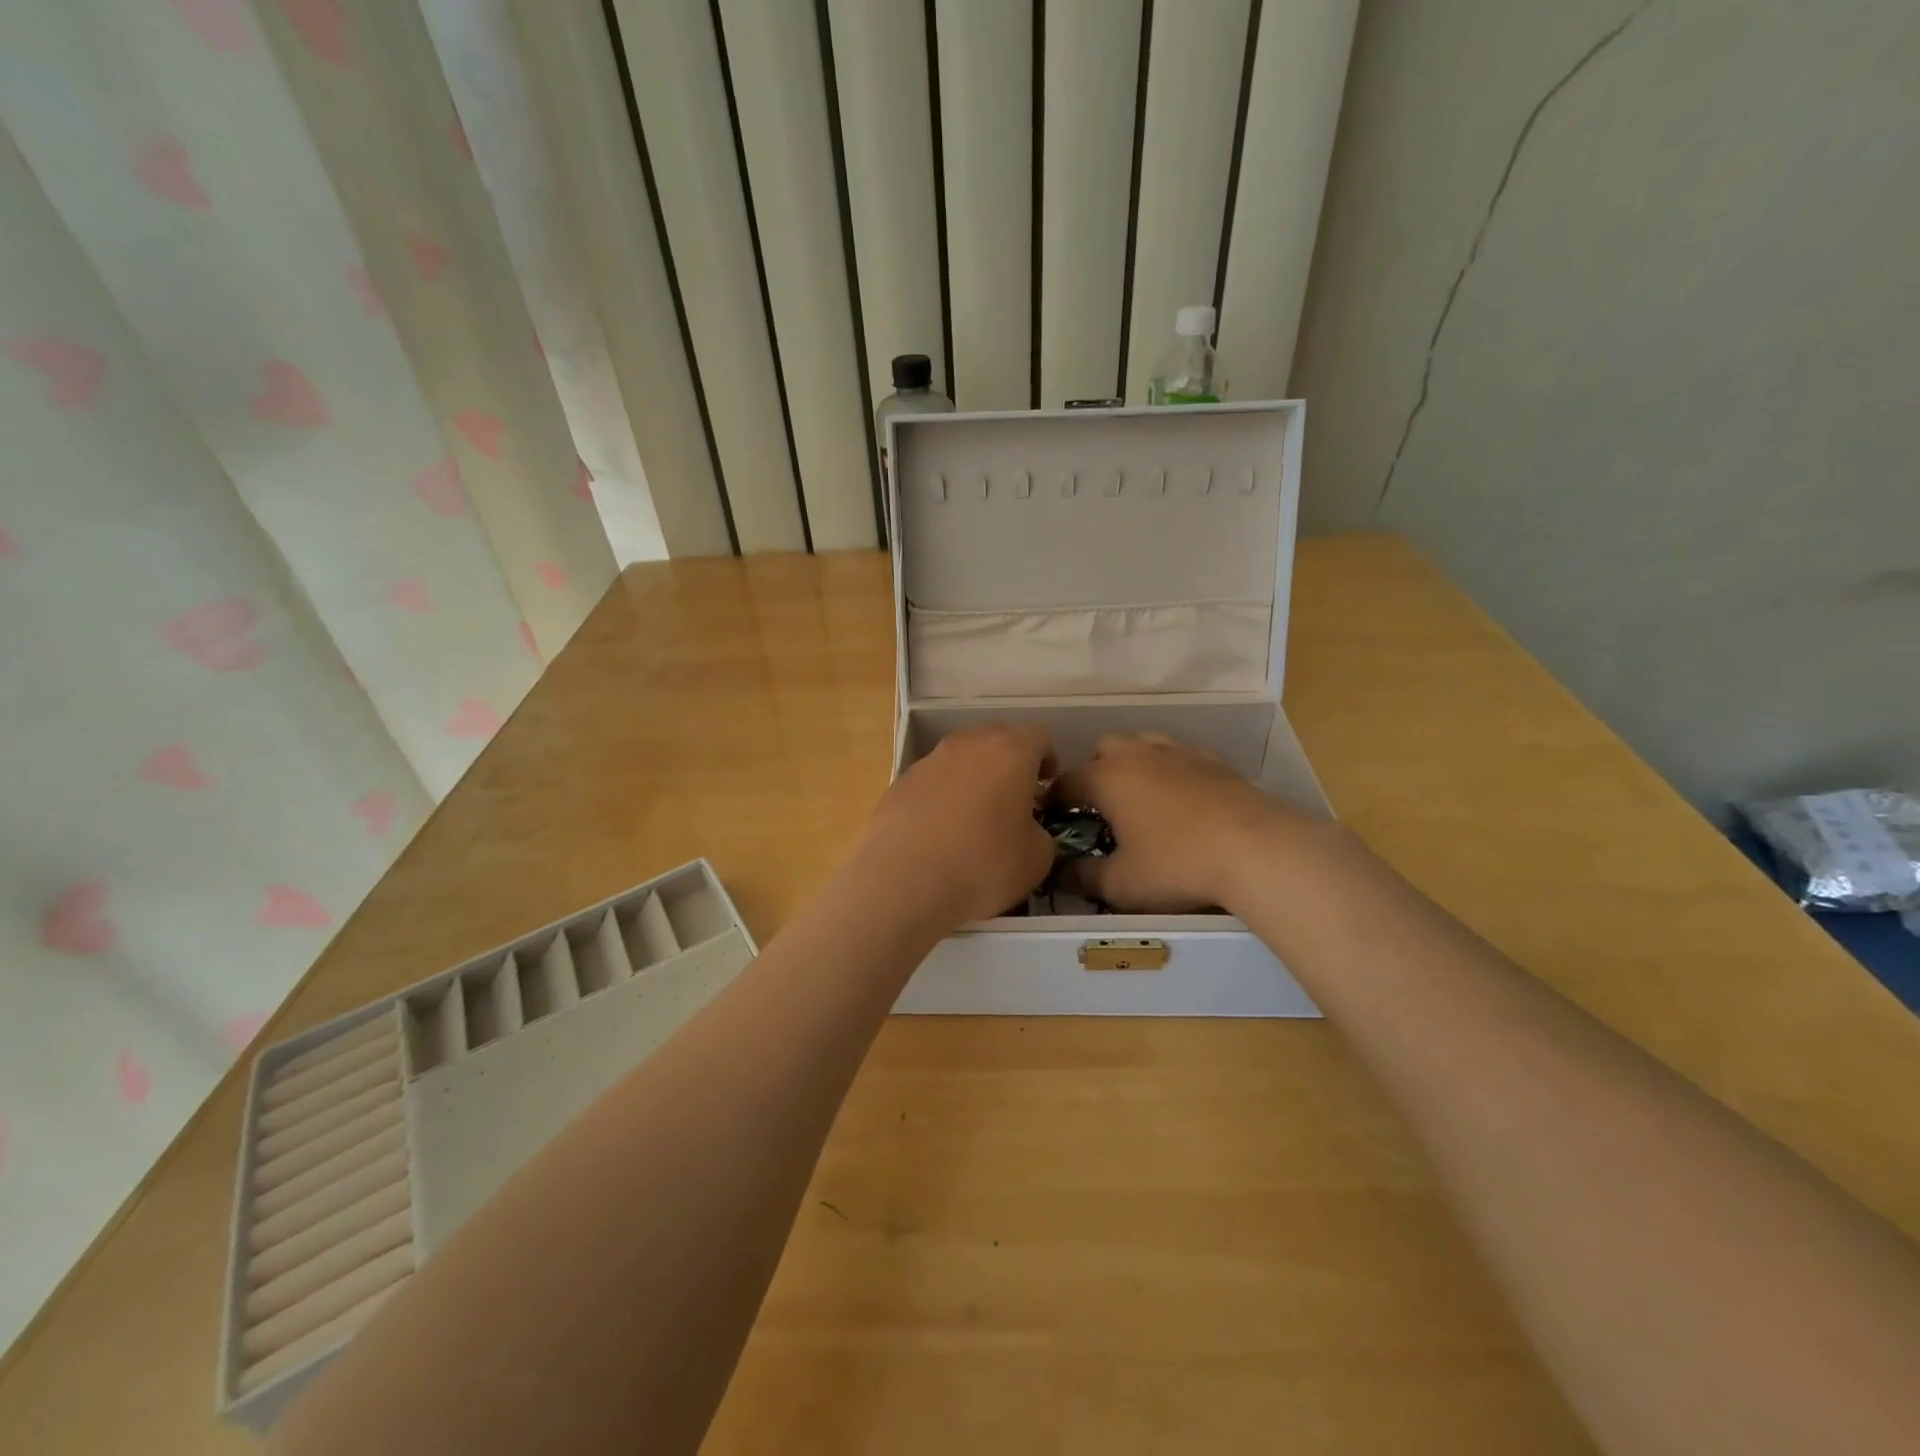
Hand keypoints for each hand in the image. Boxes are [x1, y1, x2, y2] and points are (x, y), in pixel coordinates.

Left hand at [854, 724, 1057, 931]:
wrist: (902, 881)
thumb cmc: (981, 865)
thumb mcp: (1037, 860)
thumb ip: (1040, 834)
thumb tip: (1028, 830)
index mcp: (1009, 752)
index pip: (1038, 736)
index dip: (1047, 760)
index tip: (1046, 788)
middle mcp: (968, 744)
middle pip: (996, 740)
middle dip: (1009, 765)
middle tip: (1013, 802)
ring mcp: (928, 761)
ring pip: (961, 759)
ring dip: (972, 780)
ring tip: (973, 822)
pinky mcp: (899, 783)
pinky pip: (932, 782)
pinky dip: (941, 798)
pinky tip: (938, 835)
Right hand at [1051, 733, 1302, 912]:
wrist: (1256, 849)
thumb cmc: (1177, 864)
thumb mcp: (1121, 884)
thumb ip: (1084, 877)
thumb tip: (1060, 874)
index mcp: (1107, 778)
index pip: (1066, 780)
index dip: (1053, 799)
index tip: (1051, 818)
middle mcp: (1138, 755)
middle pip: (1103, 747)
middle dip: (1094, 770)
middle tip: (1099, 806)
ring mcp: (1179, 753)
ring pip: (1143, 742)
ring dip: (1133, 762)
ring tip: (1139, 796)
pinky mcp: (1214, 761)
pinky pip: (1180, 754)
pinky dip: (1171, 768)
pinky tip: (1181, 795)